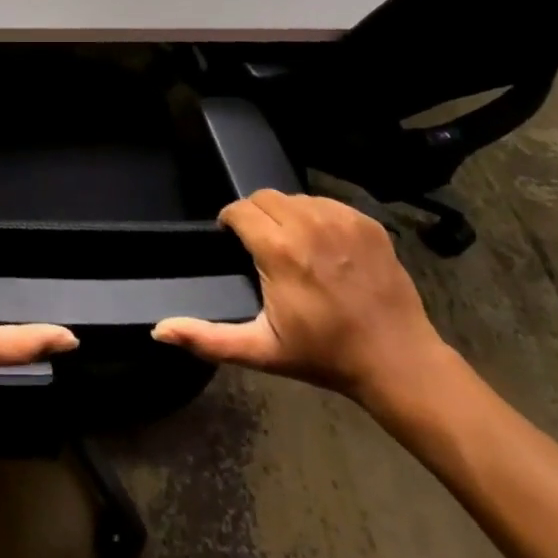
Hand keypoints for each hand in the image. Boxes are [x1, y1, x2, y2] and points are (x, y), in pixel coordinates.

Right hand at [152, 189, 452, 412]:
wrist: (396, 360)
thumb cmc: (324, 354)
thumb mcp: (261, 350)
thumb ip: (207, 338)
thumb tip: (160, 330)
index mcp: (279, 250)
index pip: (240, 209)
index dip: (230, 222)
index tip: (231, 240)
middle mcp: (308, 224)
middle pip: (265, 197)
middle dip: (255, 215)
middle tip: (260, 246)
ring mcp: (341, 219)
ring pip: (296, 198)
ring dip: (286, 215)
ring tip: (292, 246)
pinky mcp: (366, 223)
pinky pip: (327, 204)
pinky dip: (317, 217)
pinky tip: (323, 247)